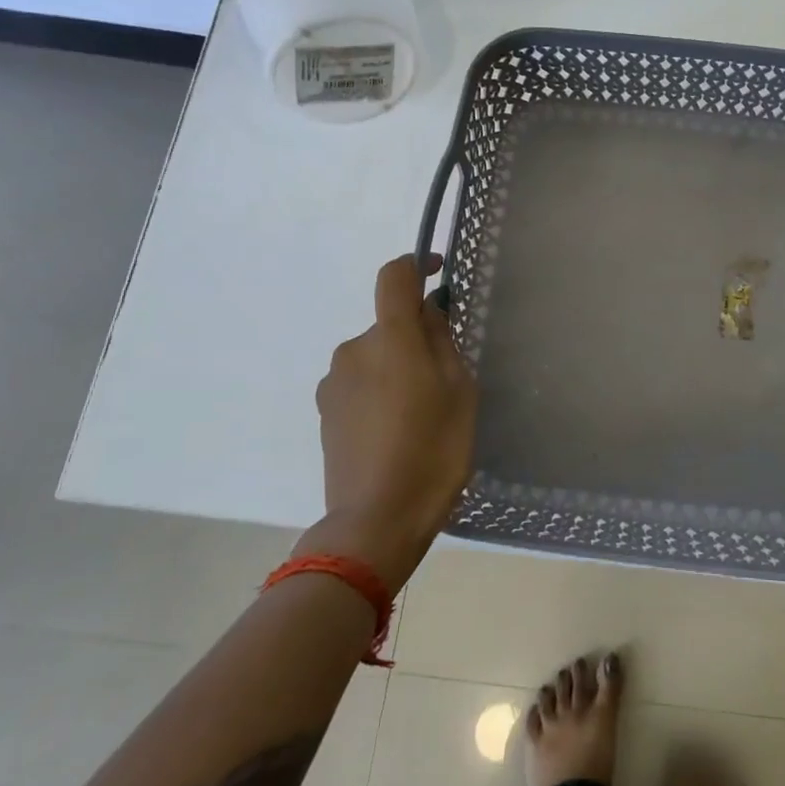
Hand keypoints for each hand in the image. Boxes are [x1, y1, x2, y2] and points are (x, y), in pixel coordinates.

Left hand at [303, 253, 477, 591]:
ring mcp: (334, 383)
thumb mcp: (459, 391)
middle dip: (416, 337)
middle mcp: (354, 350)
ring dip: (396, 367)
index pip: (394, 277)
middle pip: (389, 325)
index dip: (416, 264)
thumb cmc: (432, 451)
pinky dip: (379, 390)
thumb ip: (442, 341)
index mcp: (391, 339)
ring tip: (420, 412)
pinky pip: (359, 383)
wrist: (374, 521)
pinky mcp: (325, 412)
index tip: (437, 271)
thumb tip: (429, 311)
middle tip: (445, 377)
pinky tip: (395, 430)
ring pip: (375, 356)